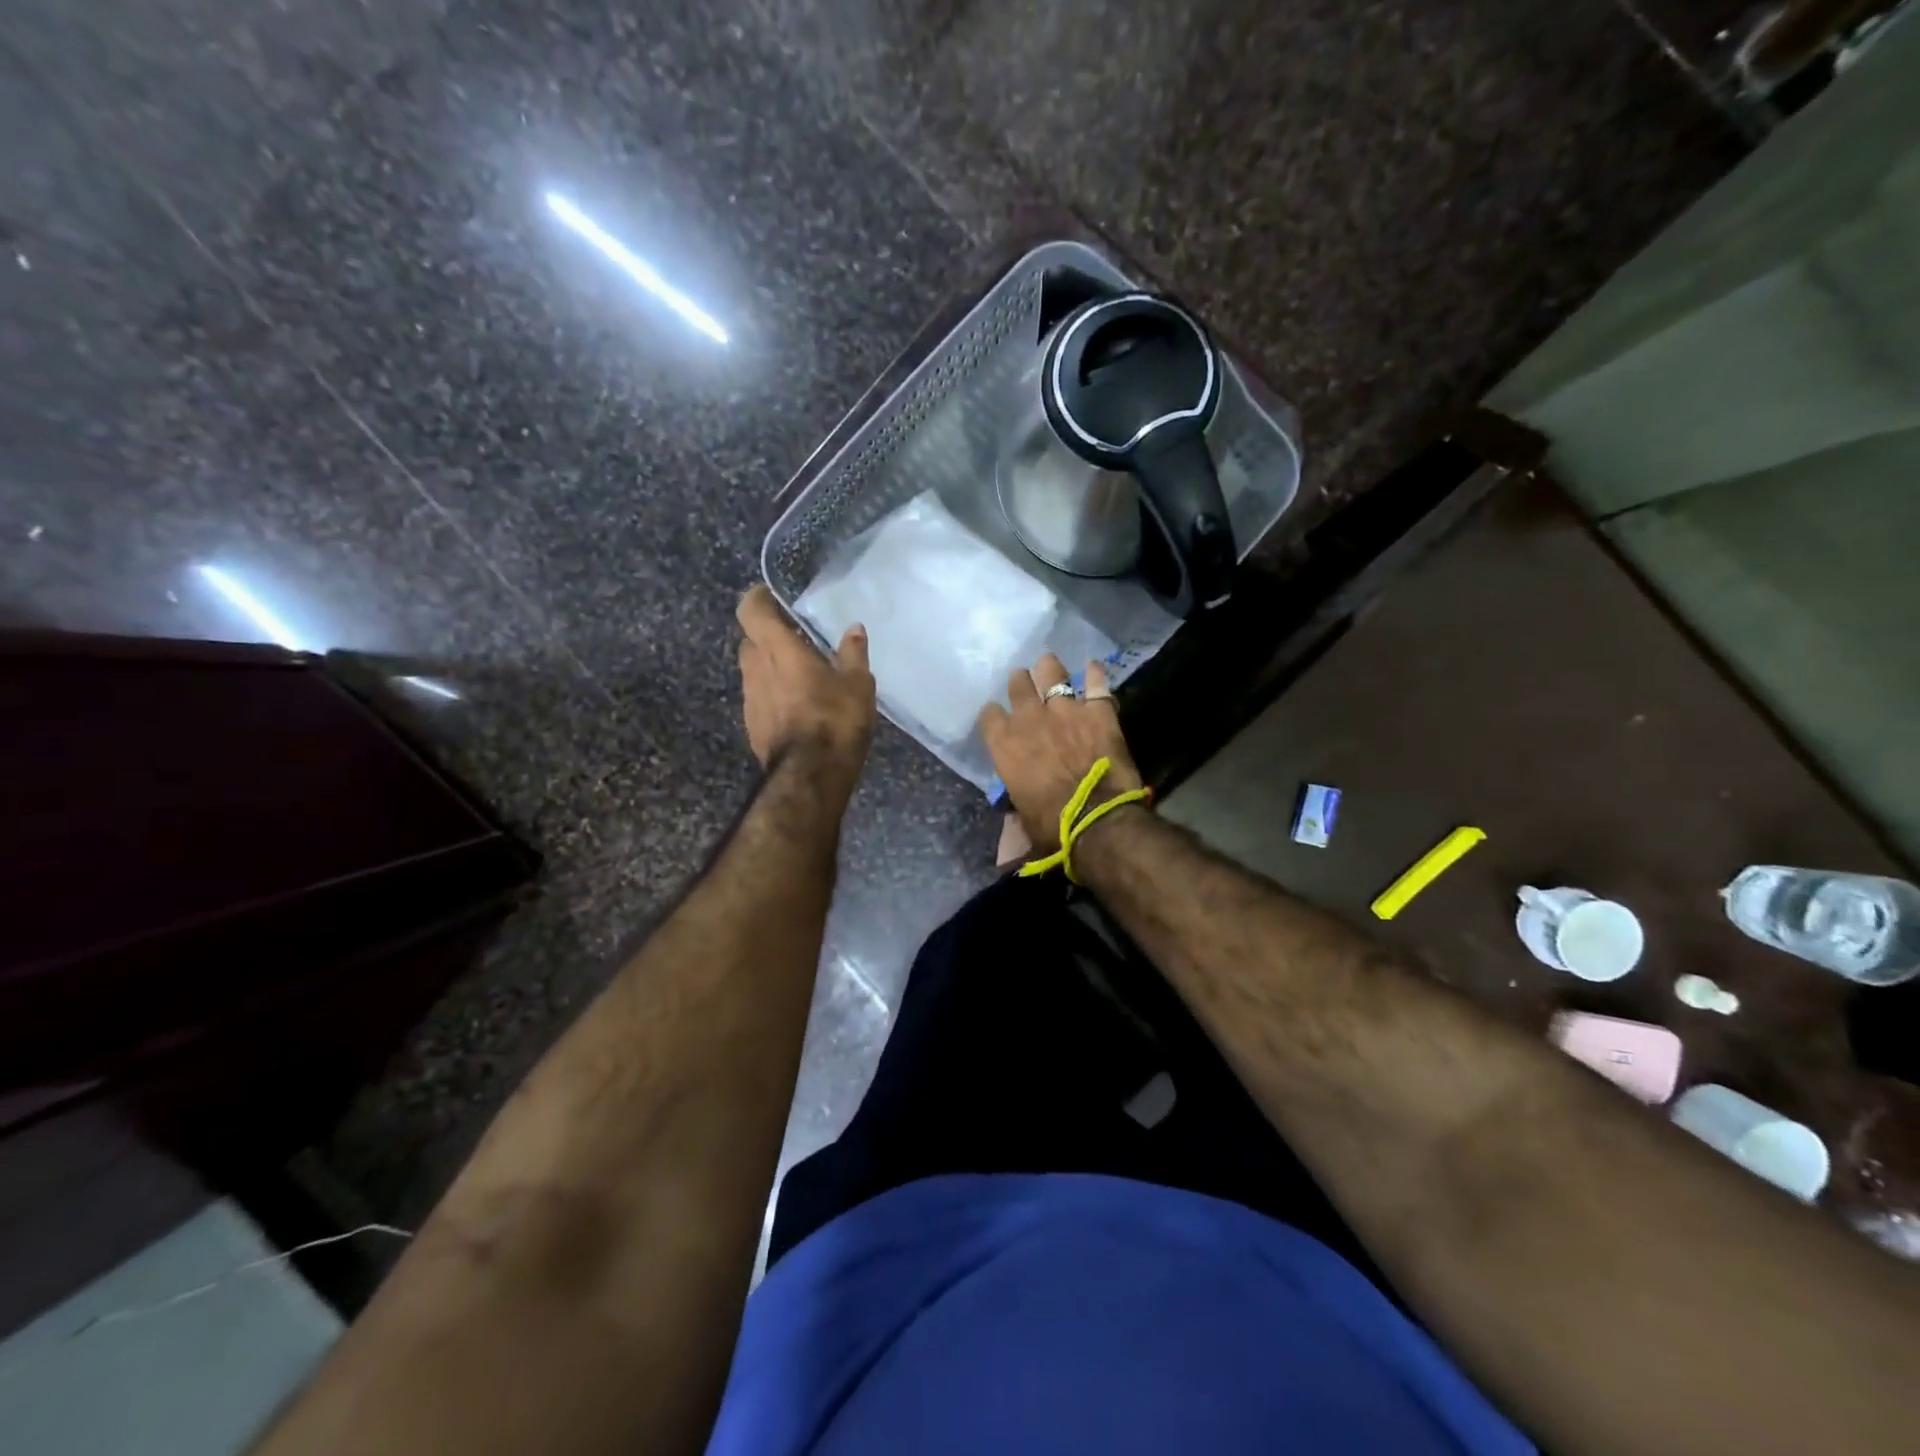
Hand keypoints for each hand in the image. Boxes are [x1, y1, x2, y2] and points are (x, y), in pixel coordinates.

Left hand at [736, 585, 875, 778]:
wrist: (810, 776)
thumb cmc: (835, 719)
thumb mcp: (857, 683)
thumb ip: (852, 653)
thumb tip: (854, 630)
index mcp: (778, 650)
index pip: (752, 611)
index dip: (756, 599)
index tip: (769, 595)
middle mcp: (756, 670)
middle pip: (750, 642)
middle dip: (767, 637)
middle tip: (793, 639)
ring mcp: (750, 700)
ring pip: (754, 672)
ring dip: (770, 668)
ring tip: (800, 676)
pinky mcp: (752, 726)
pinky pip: (759, 699)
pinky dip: (773, 695)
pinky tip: (797, 707)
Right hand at [977, 654, 1142, 853]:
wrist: (1098, 822)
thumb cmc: (1052, 827)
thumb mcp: (1023, 819)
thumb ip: (1016, 805)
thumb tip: (1010, 828)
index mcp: (1005, 746)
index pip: (989, 716)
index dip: (994, 715)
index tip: (998, 717)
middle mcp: (1029, 720)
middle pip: (1018, 685)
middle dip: (1020, 682)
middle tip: (1024, 683)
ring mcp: (1065, 711)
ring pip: (1052, 673)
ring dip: (1050, 668)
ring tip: (1050, 665)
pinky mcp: (1098, 712)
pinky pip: (1096, 683)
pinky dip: (1095, 674)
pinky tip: (1093, 667)